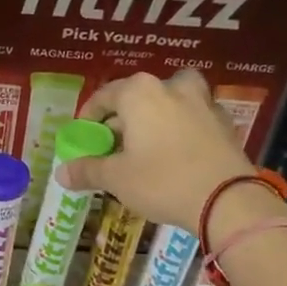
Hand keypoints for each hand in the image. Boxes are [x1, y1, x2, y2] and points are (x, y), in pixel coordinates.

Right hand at [56, 70, 255, 230]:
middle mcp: (172, 87)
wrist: (225, 198)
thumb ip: (88, 170)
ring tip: (149, 141)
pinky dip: (181, 128)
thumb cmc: (162, 181)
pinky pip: (193, 118)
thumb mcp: (117, 179)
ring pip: (171, 100)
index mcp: (140, 93)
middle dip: (123, 118)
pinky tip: (177, 152)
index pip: (105, 95)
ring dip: (157, 115)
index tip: (83, 135)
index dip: (89, 116)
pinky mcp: (223, 122)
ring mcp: (202, 101)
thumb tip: (61, 173)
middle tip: (114, 144)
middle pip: (139, 95)